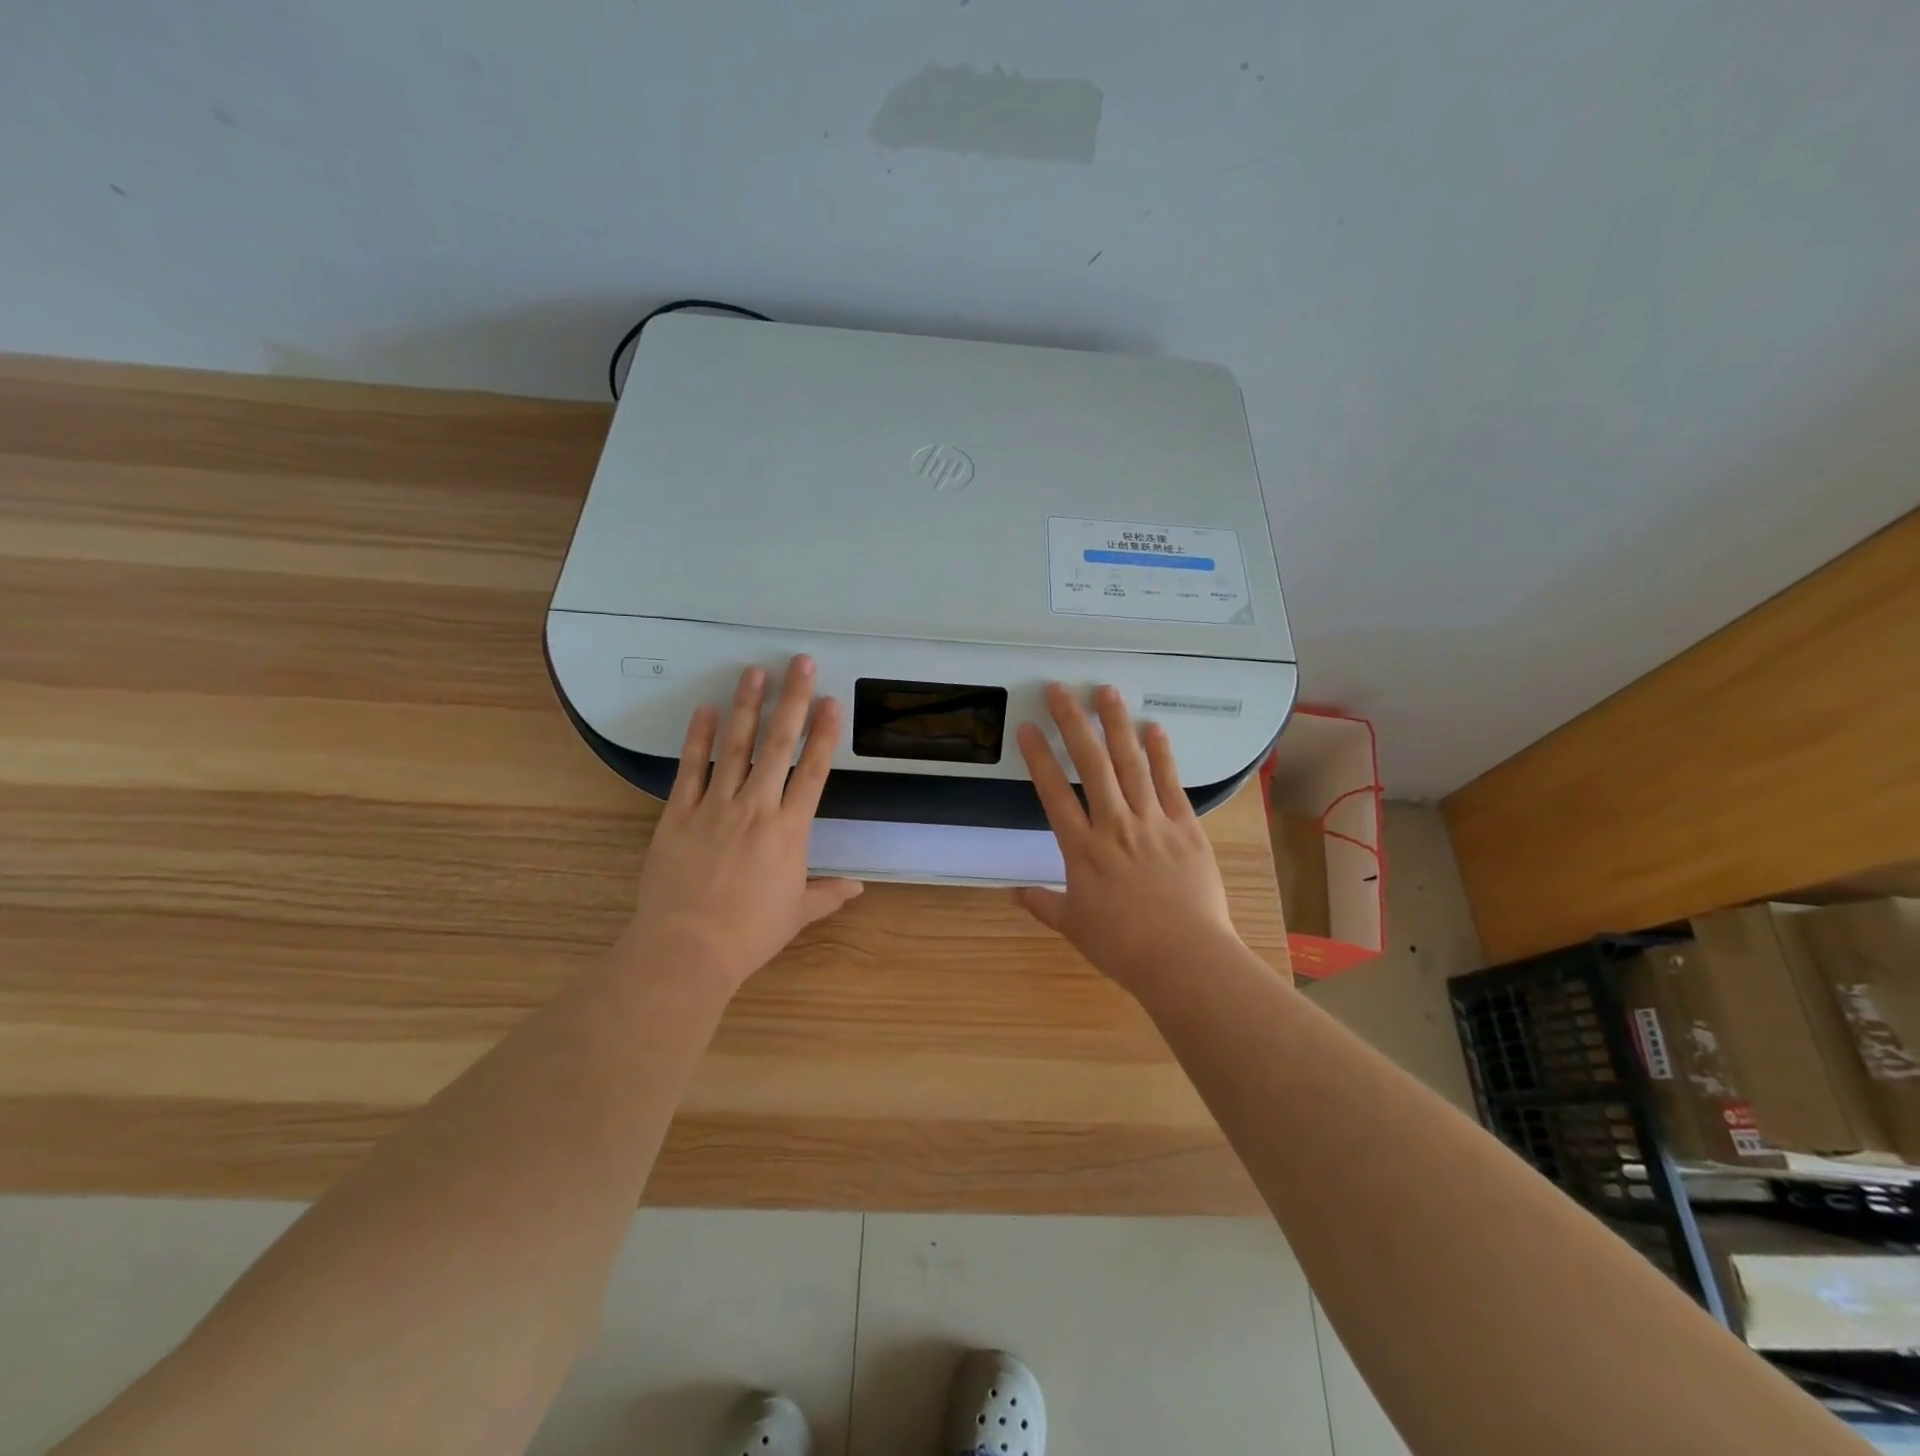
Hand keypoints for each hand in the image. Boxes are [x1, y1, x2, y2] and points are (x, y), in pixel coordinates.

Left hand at [624, 655, 862, 991]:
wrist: (688, 949)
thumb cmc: (749, 934)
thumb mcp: (796, 914)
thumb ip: (827, 894)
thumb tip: (858, 888)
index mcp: (789, 830)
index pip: (813, 772)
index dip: (824, 734)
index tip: (831, 701)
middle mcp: (756, 808)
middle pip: (779, 745)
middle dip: (792, 701)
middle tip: (800, 663)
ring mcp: (715, 806)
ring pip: (735, 747)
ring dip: (747, 706)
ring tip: (755, 672)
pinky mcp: (679, 813)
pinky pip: (690, 768)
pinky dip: (698, 738)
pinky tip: (705, 710)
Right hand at [1015, 683, 1241, 991]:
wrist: (1184, 958)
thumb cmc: (1123, 946)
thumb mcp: (1074, 926)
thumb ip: (1044, 904)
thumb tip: (1014, 893)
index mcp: (1082, 849)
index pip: (1054, 793)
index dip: (1039, 757)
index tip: (1027, 728)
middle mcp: (1114, 825)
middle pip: (1091, 765)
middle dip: (1073, 723)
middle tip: (1060, 690)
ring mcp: (1152, 822)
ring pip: (1130, 764)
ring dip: (1116, 725)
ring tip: (1105, 691)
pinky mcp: (1185, 827)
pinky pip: (1171, 784)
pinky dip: (1162, 754)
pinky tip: (1153, 727)